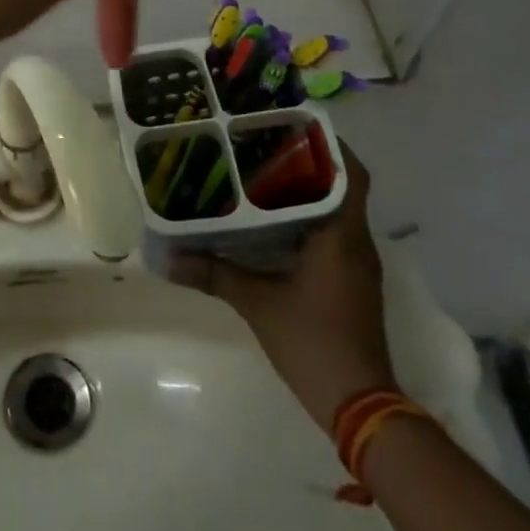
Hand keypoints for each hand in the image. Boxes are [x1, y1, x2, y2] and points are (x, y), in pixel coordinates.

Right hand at [170, 143, 395, 429]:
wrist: (361, 406)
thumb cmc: (314, 343)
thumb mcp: (258, 305)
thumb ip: (214, 274)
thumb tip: (168, 257)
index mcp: (342, 235)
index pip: (350, 173)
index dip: (329, 144)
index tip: (292, 124)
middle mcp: (356, 242)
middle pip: (341, 186)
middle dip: (308, 162)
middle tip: (263, 143)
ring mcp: (357, 263)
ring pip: (337, 209)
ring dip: (307, 190)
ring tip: (261, 172)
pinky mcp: (350, 281)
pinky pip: (332, 233)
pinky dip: (307, 218)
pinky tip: (271, 221)